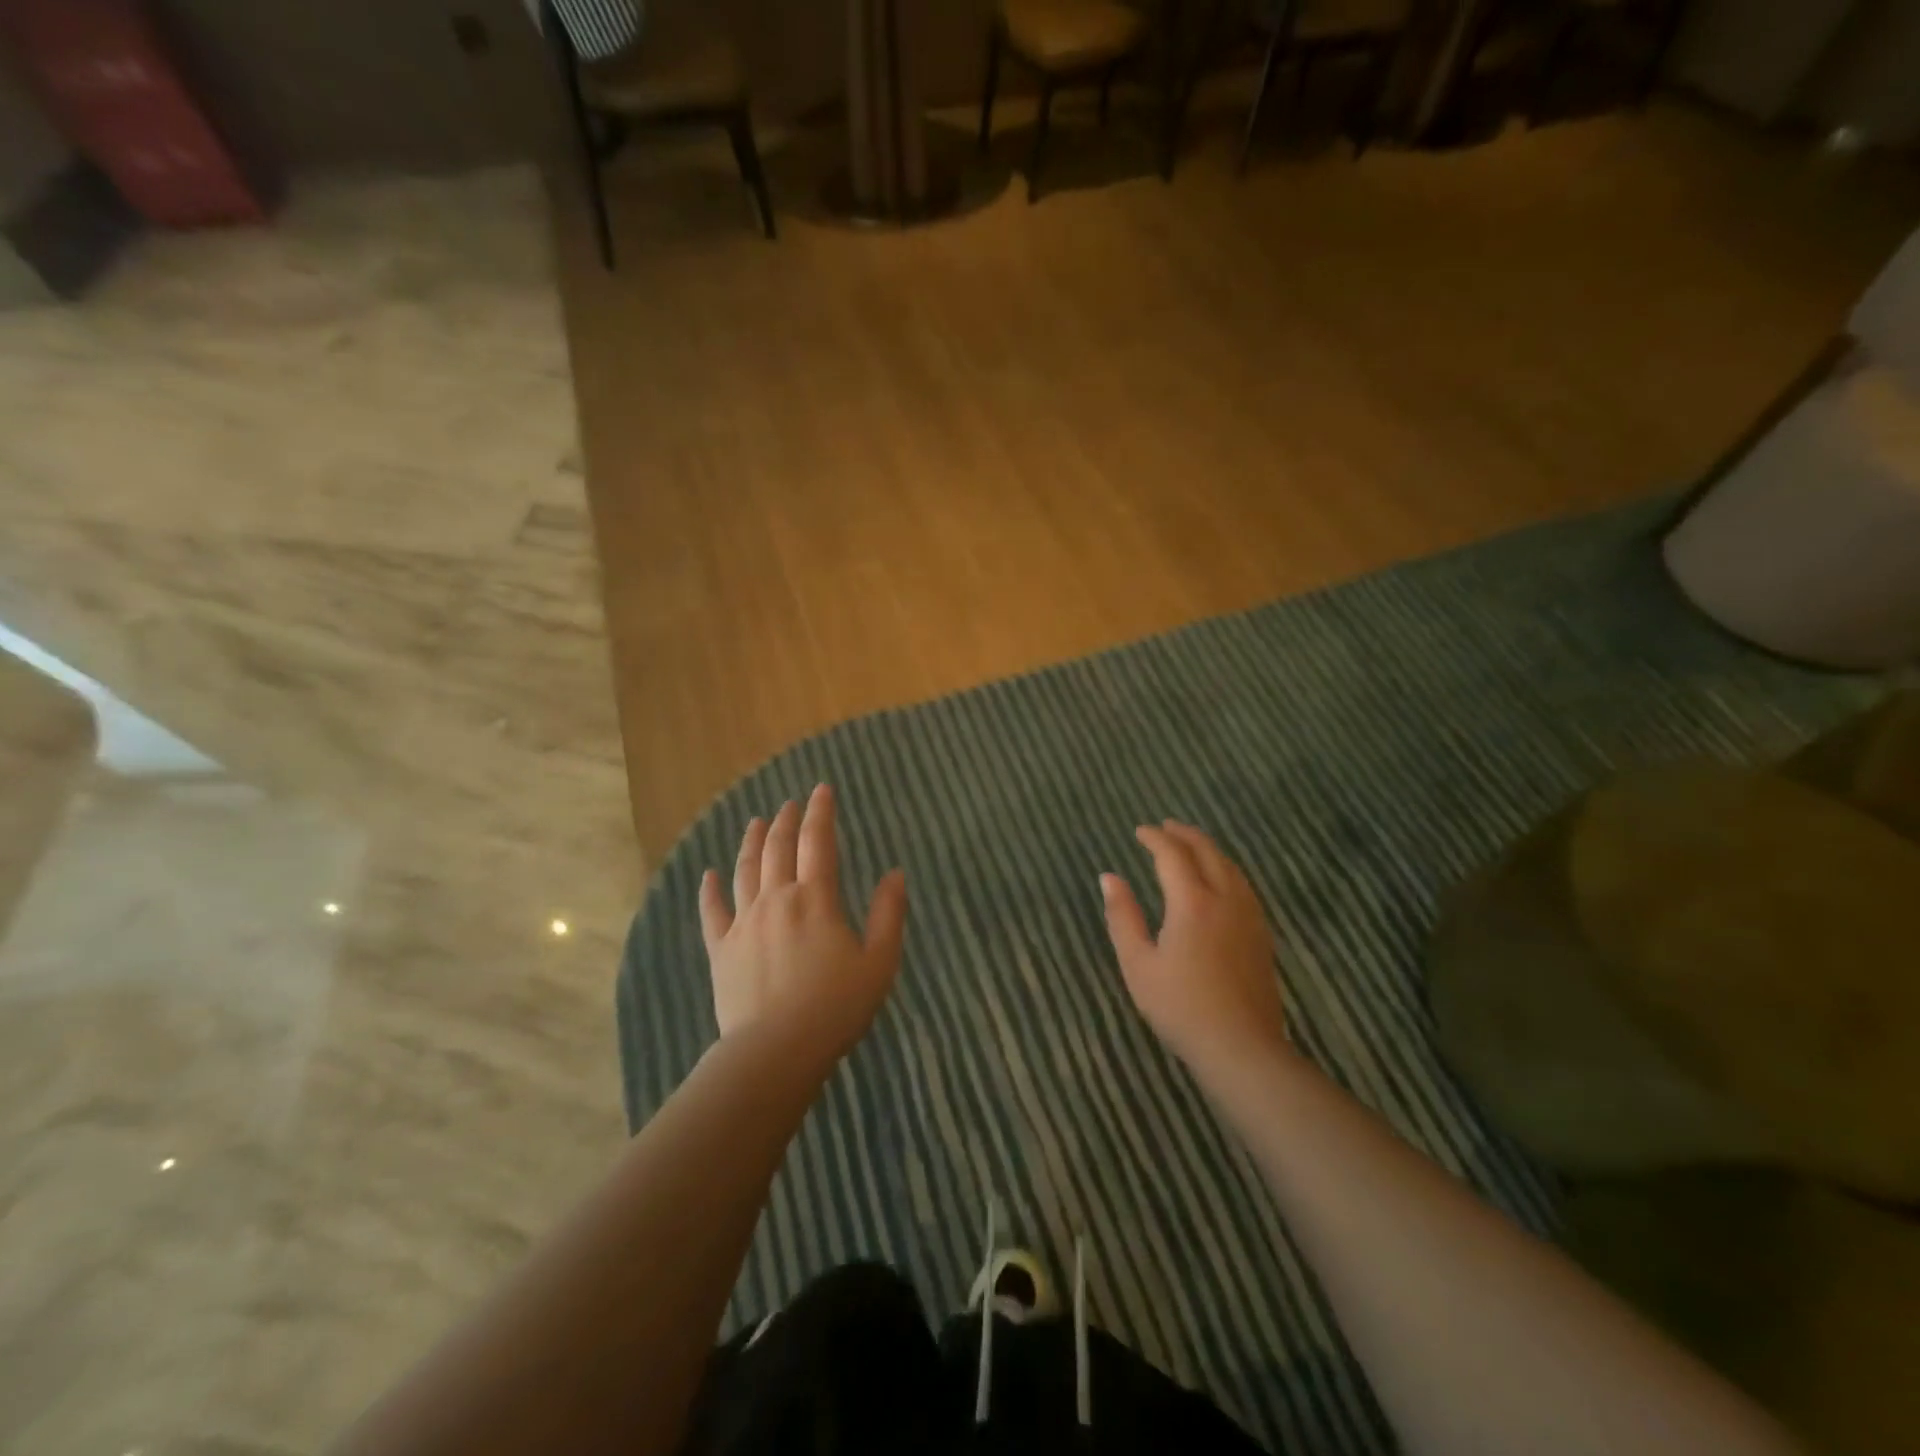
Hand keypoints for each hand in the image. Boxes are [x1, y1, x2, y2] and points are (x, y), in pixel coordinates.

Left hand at [698, 784, 907, 1070]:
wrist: (776, 1050)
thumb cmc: (835, 1007)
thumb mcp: (879, 962)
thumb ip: (889, 914)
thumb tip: (895, 873)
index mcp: (815, 898)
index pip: (818, 841)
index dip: (821, 812)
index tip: (822, 789)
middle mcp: (776, 899)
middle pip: (777, 847)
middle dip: (786, 820)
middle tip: (790, 803)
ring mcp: (744, 922)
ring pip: (745, 870)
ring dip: (751, 841)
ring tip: (755, 822)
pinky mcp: (722, 949)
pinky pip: (712, 912)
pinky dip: (709, 890)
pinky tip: (708, 874)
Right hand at [1101, 821, 1289, 1072]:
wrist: (1241, 1047)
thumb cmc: (1180, 1006)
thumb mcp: (1137, 964)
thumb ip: (1122, 916)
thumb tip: (1109, 877)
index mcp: (1192, 902)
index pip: (1173, 855)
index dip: (1155, 838)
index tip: (1139, 831)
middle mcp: (1225, 899)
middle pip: (1207, 852)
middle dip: (1184, 834)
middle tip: (1165, 827)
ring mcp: (1249, 916)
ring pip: (1231, 867)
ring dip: (1208, 849)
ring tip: (1190, 845)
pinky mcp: (1261, 934)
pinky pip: (1243, 885)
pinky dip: (1226, 869)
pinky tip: (1220, 881)